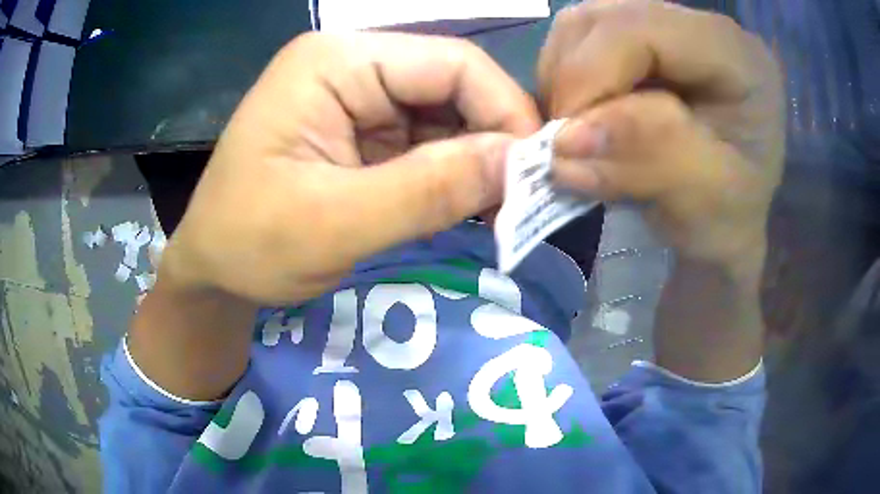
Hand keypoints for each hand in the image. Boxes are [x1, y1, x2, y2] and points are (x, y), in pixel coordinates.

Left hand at [162, 32, 540, 304]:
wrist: (213, 270)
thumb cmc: (249, 244)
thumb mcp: (334, 222)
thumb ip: (429, 189)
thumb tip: (520, 164)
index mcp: (336, 61)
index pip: (453, 63)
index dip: (505, 112)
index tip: (536, 175)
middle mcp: (352, 65)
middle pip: (454, 87)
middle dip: (494, 142)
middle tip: (523, 202)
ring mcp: (358, 98)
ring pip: (447, 117)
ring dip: (477, 163)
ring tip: (499, 212)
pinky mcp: (363, 133)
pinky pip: (427, 143)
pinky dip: (453, 175)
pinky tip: (465, 207)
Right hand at [538, 0, 783, 276]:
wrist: (726, 219)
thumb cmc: (728, 217)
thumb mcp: (705, 200)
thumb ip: (651, 157)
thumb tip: (567, 139)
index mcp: (735, 55)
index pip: (641, 30)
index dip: (590, 77)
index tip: (568, 144)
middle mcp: (699, 26)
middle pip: (604, 19)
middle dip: (572, 82)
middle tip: (571, 143)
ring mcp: (665, 28)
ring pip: (581, 26)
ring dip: (563, 81)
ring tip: (580, 134)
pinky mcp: (641, 41)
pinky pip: (578, 42)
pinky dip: (566, 81)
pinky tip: (586, 118)